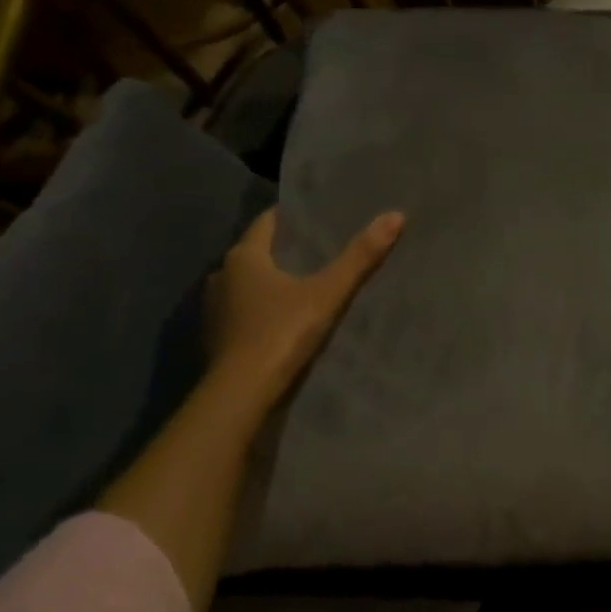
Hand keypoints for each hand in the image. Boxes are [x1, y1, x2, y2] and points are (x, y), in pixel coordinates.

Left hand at [205, 207, 404, 400]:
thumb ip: (359, 257)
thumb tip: (395, 215)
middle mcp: (222, 276)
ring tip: (308, 285)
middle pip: (257, 253)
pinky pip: (243, 313)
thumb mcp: (327, 293)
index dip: (292, 218)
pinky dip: (262, 311)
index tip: (318, 217)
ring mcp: (215, 310)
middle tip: (321, 250)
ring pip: (248, 285)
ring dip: (272, 283)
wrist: (241, 396)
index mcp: (243, 257)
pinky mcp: (216, 339)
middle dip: (285, 251)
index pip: (267, 222)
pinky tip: (285, 320)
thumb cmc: (280, 334)